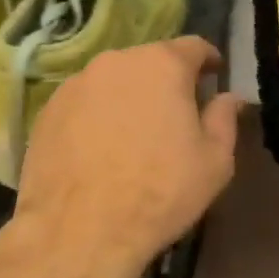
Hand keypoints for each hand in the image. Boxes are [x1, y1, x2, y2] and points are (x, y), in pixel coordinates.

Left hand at [11, 37, 243, 277]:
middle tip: (175, 113)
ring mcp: (76, 84)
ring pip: (113, 81)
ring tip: (134, 134)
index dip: (208, 60)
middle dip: (166, 80)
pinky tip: (99, 149)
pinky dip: (97, 115)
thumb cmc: (160, 192)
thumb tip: (230, 97)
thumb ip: (224, 119)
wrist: (79, 230)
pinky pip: (84, 103)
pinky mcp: (48, 109)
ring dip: (128, 97)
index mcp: (162, 65)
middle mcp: (116, 61)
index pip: (193, 46)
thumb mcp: (214, 162)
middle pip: (150, 61)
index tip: (214, 75)